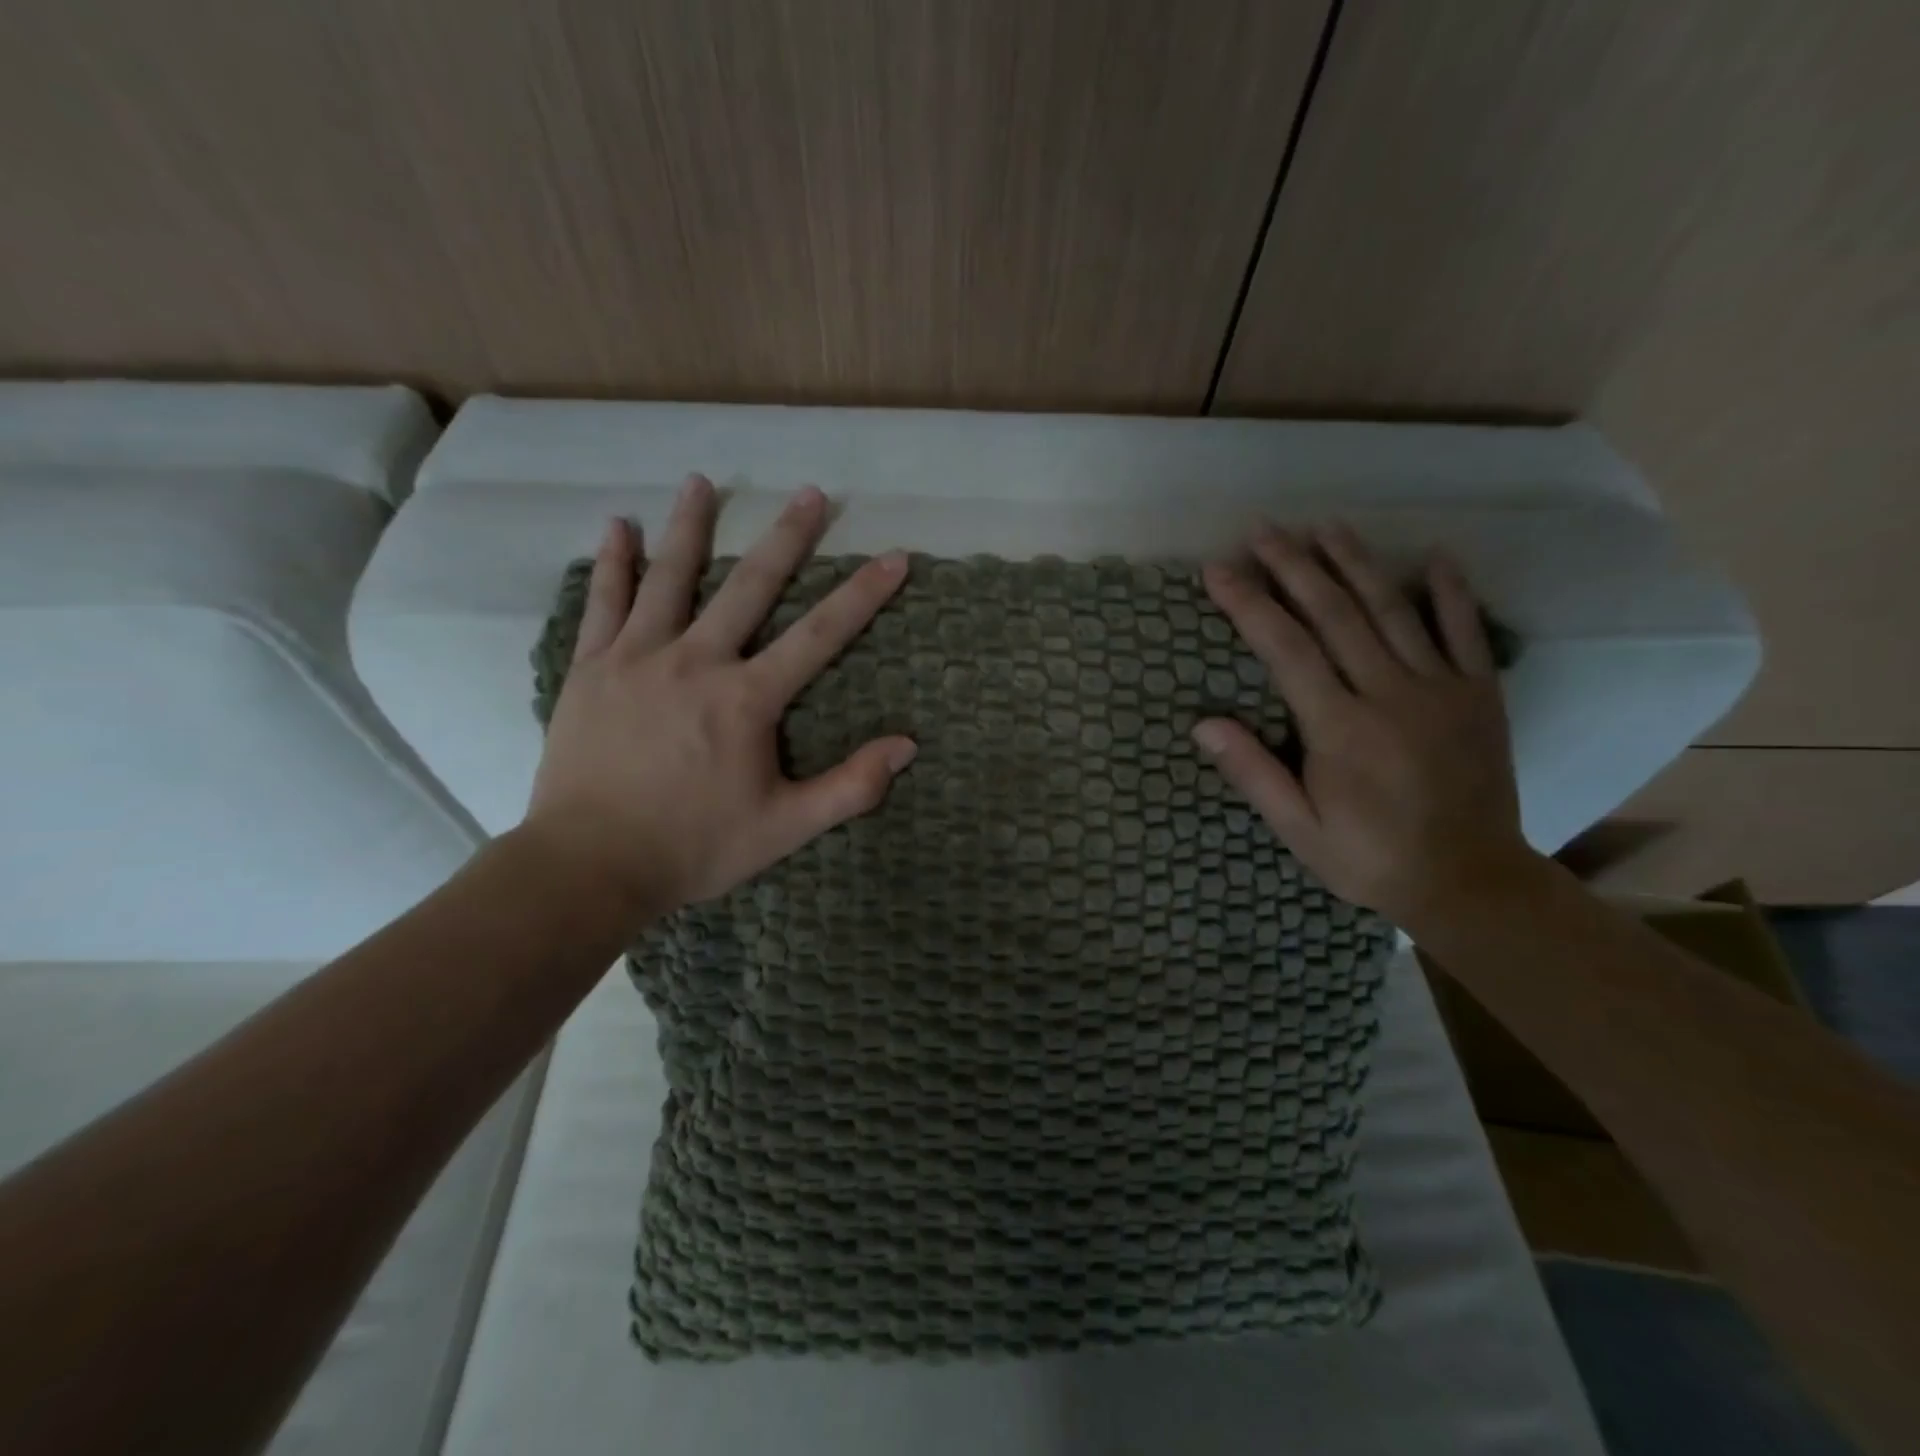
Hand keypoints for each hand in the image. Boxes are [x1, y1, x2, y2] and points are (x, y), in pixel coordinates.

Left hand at [524, 474, 916, 920]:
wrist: (589, 866)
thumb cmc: (694, 847)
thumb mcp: (786, 827)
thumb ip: (850, 787)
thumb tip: (907, 746)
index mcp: (746, 700)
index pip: (819, 635)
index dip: (862, 595)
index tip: (893, 556)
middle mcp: (695, 662)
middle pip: (750, 586)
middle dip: (786, 537)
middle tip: (810, 492)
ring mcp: (637, 658)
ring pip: (670, 578)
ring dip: (691, 526)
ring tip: (703, 481)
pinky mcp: (591, 669)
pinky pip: (603, 603)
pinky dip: (613, 563)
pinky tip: (618, 526)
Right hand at [1193, 521, 1533, 934]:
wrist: (1469, 881)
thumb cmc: (1368, 857)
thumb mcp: (1298, 829)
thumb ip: (1253, 773)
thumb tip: (1203, 724)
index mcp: (1339, 728)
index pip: (1285, 649)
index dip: (1249, 604)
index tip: (1219, 569)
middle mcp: (1389, 694)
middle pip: (1335, 614)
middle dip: (1295, 567)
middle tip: (1265, 530)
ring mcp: (1441, 689)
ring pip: (1393, 610)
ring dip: (1356, 563)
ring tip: (1326, 527)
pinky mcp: (1480, 694)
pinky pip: (1466, 631)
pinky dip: (1450, 592)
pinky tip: (1434, 556)